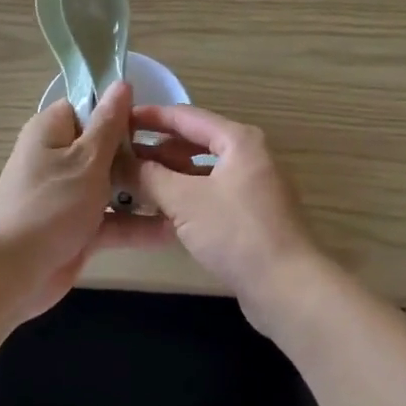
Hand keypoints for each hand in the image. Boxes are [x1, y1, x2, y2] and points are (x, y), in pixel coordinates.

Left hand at [0, 83, 162, 320]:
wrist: (13, 276)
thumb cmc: (50, 206)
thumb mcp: (86, 159)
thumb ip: (109, 123)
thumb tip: (121, 83)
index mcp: (51, 132)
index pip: (89, 108)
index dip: (119, 113)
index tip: (152, 122)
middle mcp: (59, 158)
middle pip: (106, 147)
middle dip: (140, 154)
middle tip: (181, 158)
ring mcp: (69, 195)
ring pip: (112, 185)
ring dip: (143, 191)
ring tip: (185, 191)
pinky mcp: (78, 228)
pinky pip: (111, 219)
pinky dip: (135, 224)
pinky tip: (172, 230)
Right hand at [131, 105, 326, 331]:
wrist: (288, 288)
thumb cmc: (236, 232)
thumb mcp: (184, 200)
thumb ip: (148, 176)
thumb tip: (118, 161)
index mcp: (238, 140)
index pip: (186, 116)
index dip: (151, 117)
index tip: (118, 120)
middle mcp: (249, 155)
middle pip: (195, 141)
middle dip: (158, 148)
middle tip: (120, 155)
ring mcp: (253, 186)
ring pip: (202, 171)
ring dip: (170, 174)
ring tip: (133, 181)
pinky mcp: (252, 215)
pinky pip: (211, 194)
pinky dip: (186, 196)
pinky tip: (160, 209)